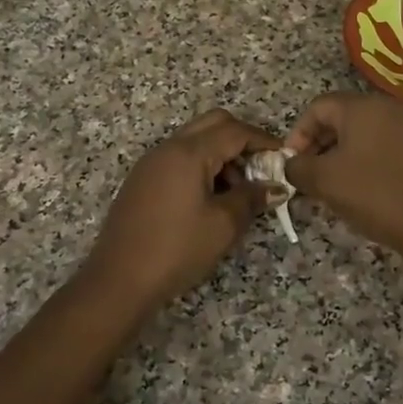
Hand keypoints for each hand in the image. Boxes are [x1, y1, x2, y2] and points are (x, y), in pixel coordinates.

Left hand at [79, 109, 276, 313]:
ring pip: (195, 140)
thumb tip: (276, 187)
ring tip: (237, 192)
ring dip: (221, 154)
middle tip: (260, 169)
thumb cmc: (177, 249)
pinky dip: (201, 165)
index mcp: (189, 152)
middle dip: (241, 140)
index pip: (234, 131)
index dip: (263, 140)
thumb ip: (252, 198)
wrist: (119, 279)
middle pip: (213, 124)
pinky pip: (179, 157)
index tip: (283, 157)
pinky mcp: (142, 180)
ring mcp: (151, 162)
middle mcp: (168, 148)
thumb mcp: (223, 225)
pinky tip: (209, 199)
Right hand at [284, 93, 402, 259]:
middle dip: (316, 145)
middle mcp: (386, 108)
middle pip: (339, 117)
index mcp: (362, 107)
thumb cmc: (374, 194)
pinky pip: (378, 146)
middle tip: (305, 174)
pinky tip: (355, 188)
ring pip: (359, 134)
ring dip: (336, 155)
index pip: (318, 107)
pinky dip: (360, 161)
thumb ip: (297, 167)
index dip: (298, 134)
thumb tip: (291, 164)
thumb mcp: (324, 180)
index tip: (290, 163)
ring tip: (326, 185)